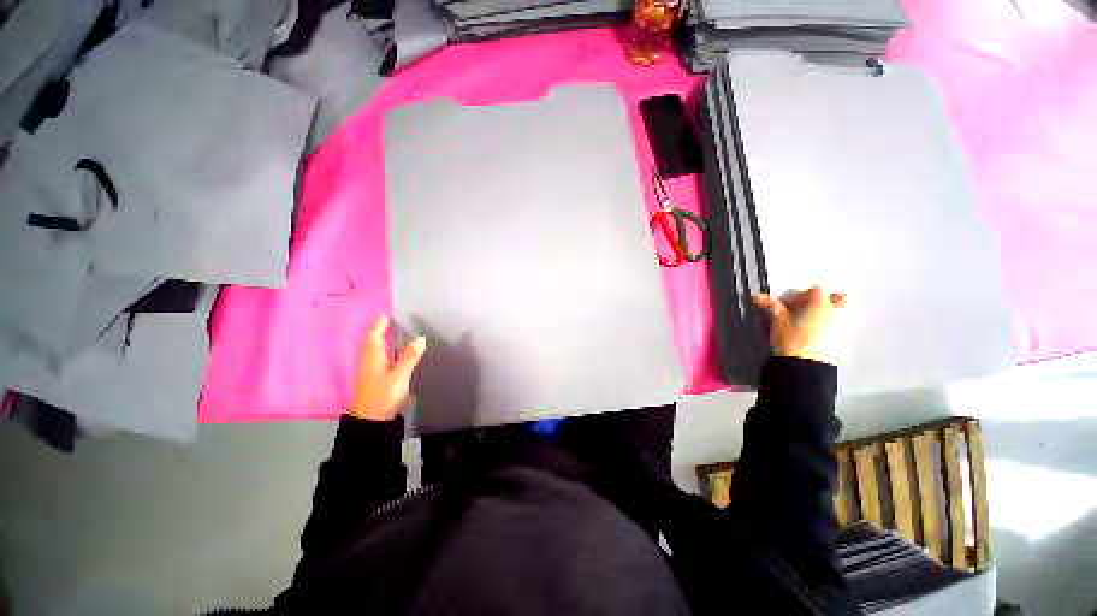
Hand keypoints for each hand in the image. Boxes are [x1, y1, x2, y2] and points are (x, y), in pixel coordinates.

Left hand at [349, 315, 426, 420]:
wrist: (371, 419)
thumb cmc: (383, 394)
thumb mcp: (400, 374)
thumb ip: (410, 356)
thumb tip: (421, 338)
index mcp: (372, 355)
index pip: (374, 334)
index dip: (380, 324)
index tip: (388, 314)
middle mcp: (367, 359)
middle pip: (371, 339)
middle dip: (379, 329)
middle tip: (391, 320)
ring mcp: (368, 368)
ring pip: (372, 348)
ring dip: (380, 338)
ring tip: (392, 332)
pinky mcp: (371, 377)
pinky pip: (375, 355)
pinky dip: (382, 348)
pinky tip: (391, 351)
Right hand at [752, 286, 847, 365]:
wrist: (805, 368)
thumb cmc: (793, 342)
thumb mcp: (777, 321)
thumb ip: (771, 306)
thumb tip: (760, 298)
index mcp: (822, 304)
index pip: (816, 290)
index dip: (802, 295)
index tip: (790, 304)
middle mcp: (838, 314)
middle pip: (838, 298)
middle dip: (824, 302)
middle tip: (806, 311)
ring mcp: (845, 329)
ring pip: (843, 315)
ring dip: (830, 316)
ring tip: (810, 325)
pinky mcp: (846, 344)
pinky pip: (842, 331)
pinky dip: (832, 331)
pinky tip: (816, 339)